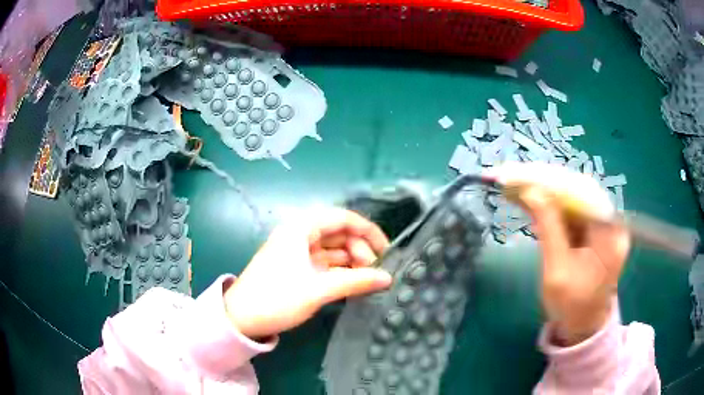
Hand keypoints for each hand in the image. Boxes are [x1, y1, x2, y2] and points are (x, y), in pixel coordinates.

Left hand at [223, 208, 392, 339]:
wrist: (240, 318)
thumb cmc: (277, 298)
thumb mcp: (318, 290)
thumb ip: (356, 281)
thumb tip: (388, 278)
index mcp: (301, 228)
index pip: (343, 218)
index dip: (368, 231)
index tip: (387, 250)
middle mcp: (300, 234)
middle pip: (339, 233)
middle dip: (360, 249)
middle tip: (374, 272)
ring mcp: (297, 251)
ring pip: (332, 249)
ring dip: (351, 261)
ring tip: (366, 279)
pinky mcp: (295, 267)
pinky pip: (324, 263)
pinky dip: (339, 271)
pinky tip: (352, 283)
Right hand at [520, 186, 629, 345]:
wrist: (584, 324)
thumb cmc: (572, 307)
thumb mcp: (557, 272)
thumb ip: (548, 229)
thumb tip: (531, 191)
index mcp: (610, 233)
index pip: (580, 193)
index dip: (548, 181)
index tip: (517, 174)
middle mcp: (611, 220)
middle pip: (576, 188)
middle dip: (542, 180)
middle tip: (510, 174)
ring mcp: (603, 221)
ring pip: (572, 194)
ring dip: (543, 188)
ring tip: (513, 182)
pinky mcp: (593, 226)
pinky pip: (570, 206)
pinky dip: (548, 201)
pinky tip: (528, 197)